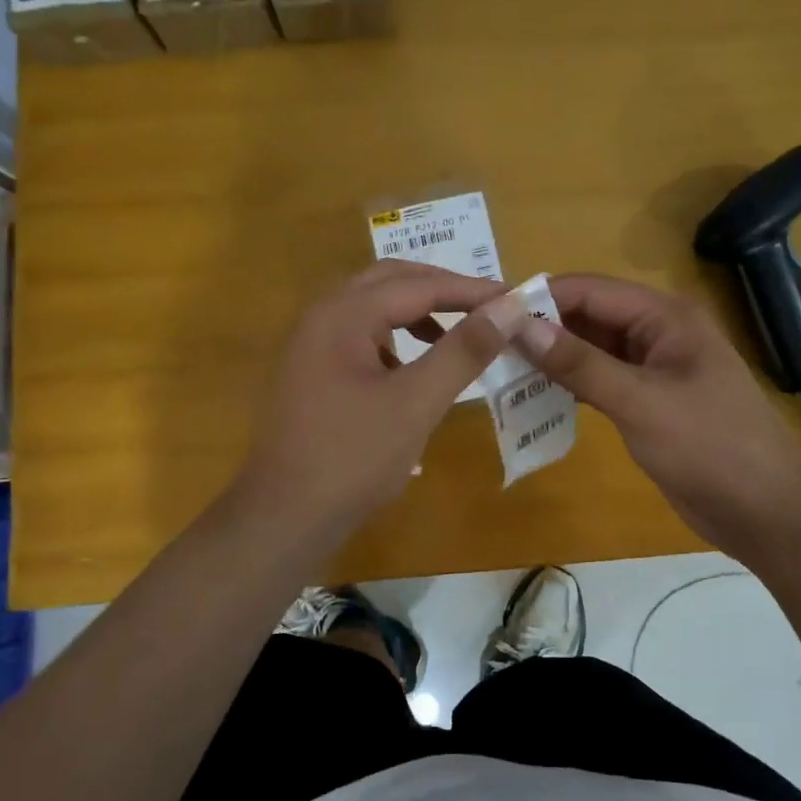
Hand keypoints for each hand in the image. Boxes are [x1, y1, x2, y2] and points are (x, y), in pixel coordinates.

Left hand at [231, 261, 528, 541]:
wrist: (284, 519)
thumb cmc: (352, 458)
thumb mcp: (416, 402)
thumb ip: (464, 350)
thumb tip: (511, 308)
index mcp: (343, 314)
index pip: (418, 285)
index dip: (471, 290)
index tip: (516, 299)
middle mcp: (321, 316)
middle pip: (390, 281)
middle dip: (442, 290)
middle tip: (488, 308)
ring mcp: (311, 344)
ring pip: (373, 308)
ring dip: (417, 313)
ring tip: (456, 337)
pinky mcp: (311, 372)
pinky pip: (360, 337)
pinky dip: (395, 340)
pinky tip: (414, 372)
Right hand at [508, 274, 800, 563]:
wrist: (767, 511)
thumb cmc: (710, 446)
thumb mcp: (640, 402)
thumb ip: (579, 364)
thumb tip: (519, 326)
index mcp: (665, 317)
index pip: (591, 290)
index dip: (541, 297)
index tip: (490, 312)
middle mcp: (657, 334)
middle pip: (589, 317)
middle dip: (542, 327)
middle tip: (487, 343)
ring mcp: (652, 370)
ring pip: (591, 350)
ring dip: (552, 357)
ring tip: (500, 367)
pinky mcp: (647, 403)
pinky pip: (599, 381)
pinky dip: (569, 385)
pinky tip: (534, 395)